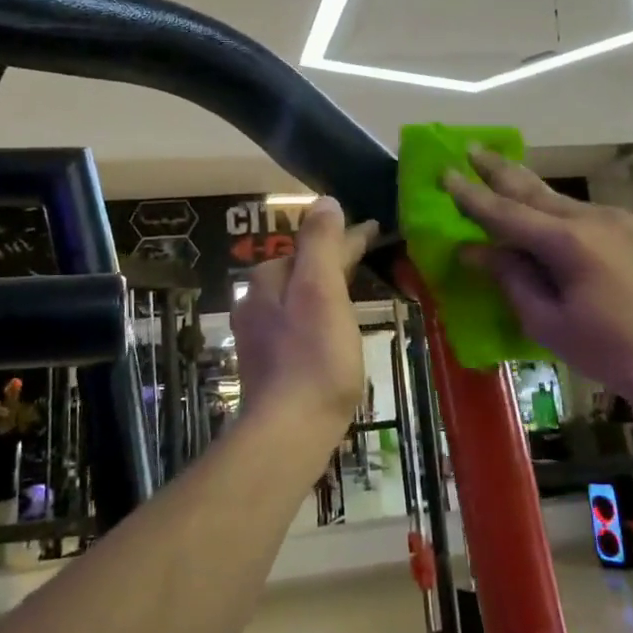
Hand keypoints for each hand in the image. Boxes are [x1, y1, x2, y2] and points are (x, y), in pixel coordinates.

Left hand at [232, 197, 375, 428]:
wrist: (289, 430)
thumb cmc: (314, 357)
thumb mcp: (321, 290)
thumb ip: (322, 243)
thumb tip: (325, 201)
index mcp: (268, 278)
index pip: (316, 245)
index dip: (349, 237)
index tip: (376, 230)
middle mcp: (256, 301)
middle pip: (305, 270)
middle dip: (335, 261)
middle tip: (370, 259)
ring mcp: (260, 335)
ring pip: (301, 299)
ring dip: (327, 290)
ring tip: (356, 291)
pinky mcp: (270, 364)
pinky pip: (300, 326)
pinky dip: (320, 317)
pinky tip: (333, 333)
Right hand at [446, 151, 632, 398]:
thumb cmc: (609, 351)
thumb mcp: (548, 322)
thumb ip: (511, 278)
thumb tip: (476, 250)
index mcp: (567, 242)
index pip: (505, 212)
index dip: (471, 195)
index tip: (444, 173)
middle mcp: (591, 218)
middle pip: (533, 189)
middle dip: (498, 169)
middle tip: (469, 149)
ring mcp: (616, 219)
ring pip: (558, 198)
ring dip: (526, 187)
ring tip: (498, 171)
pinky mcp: (632, 229)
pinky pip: (580, 211)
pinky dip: (552, 208)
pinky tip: (540, 210)